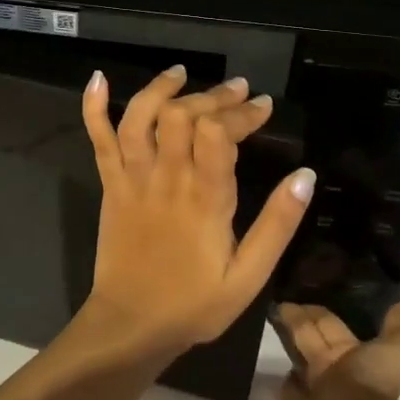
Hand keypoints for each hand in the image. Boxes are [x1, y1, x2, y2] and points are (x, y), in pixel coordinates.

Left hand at [79, 65, 315, 358]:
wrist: (130, 325)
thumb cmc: (193, 304)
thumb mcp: (249, 276)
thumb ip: (277, 224)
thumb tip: (306, 176)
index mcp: (204, 198)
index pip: (219, 133)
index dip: (242, 112)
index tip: (262, 106)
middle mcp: (167, 178)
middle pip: (183, 115)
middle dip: (213, 95)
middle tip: (238, 90)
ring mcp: (132, 178)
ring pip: (141, 117)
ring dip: (160, 88)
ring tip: (181, 73)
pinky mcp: (109, 184)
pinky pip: (98, 139)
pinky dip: (94, 107)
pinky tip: (98, 80)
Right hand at [277, 301, 399, 399]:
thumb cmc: (372, 383)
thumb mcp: (397, 351)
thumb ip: (395, 326)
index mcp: (351, 352)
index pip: (329, 322)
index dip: (316, 309)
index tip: (300, 286)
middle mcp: (329, 366)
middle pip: (307, 333)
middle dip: (295, 315)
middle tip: (276, 294)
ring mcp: (308, 384)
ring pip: (294, 351)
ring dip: (283, 334)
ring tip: (268, 308)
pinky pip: (283, 379)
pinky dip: (279, 367)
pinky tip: (268, 348)